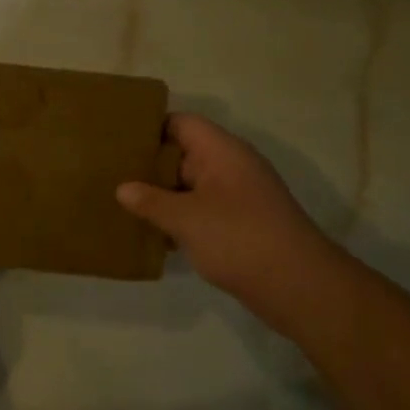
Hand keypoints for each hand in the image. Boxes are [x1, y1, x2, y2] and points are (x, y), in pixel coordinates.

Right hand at [116, 114, 330, 305]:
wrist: (299, 286)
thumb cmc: (239, 239)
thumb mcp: (186, 219)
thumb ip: (151, 201)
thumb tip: (122, 188)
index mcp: (222, 151)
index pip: (181, 123)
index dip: (150, 127)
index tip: (116, 140)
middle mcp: (231, 166)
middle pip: (184, 153)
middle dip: (149, 164)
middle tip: (110, 173)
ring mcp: (238, 196)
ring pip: (191, 184)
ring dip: (162, 194)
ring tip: (122, 202)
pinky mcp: (240, 223)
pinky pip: (201, 208)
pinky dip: (179, 216)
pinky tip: (152, 232)